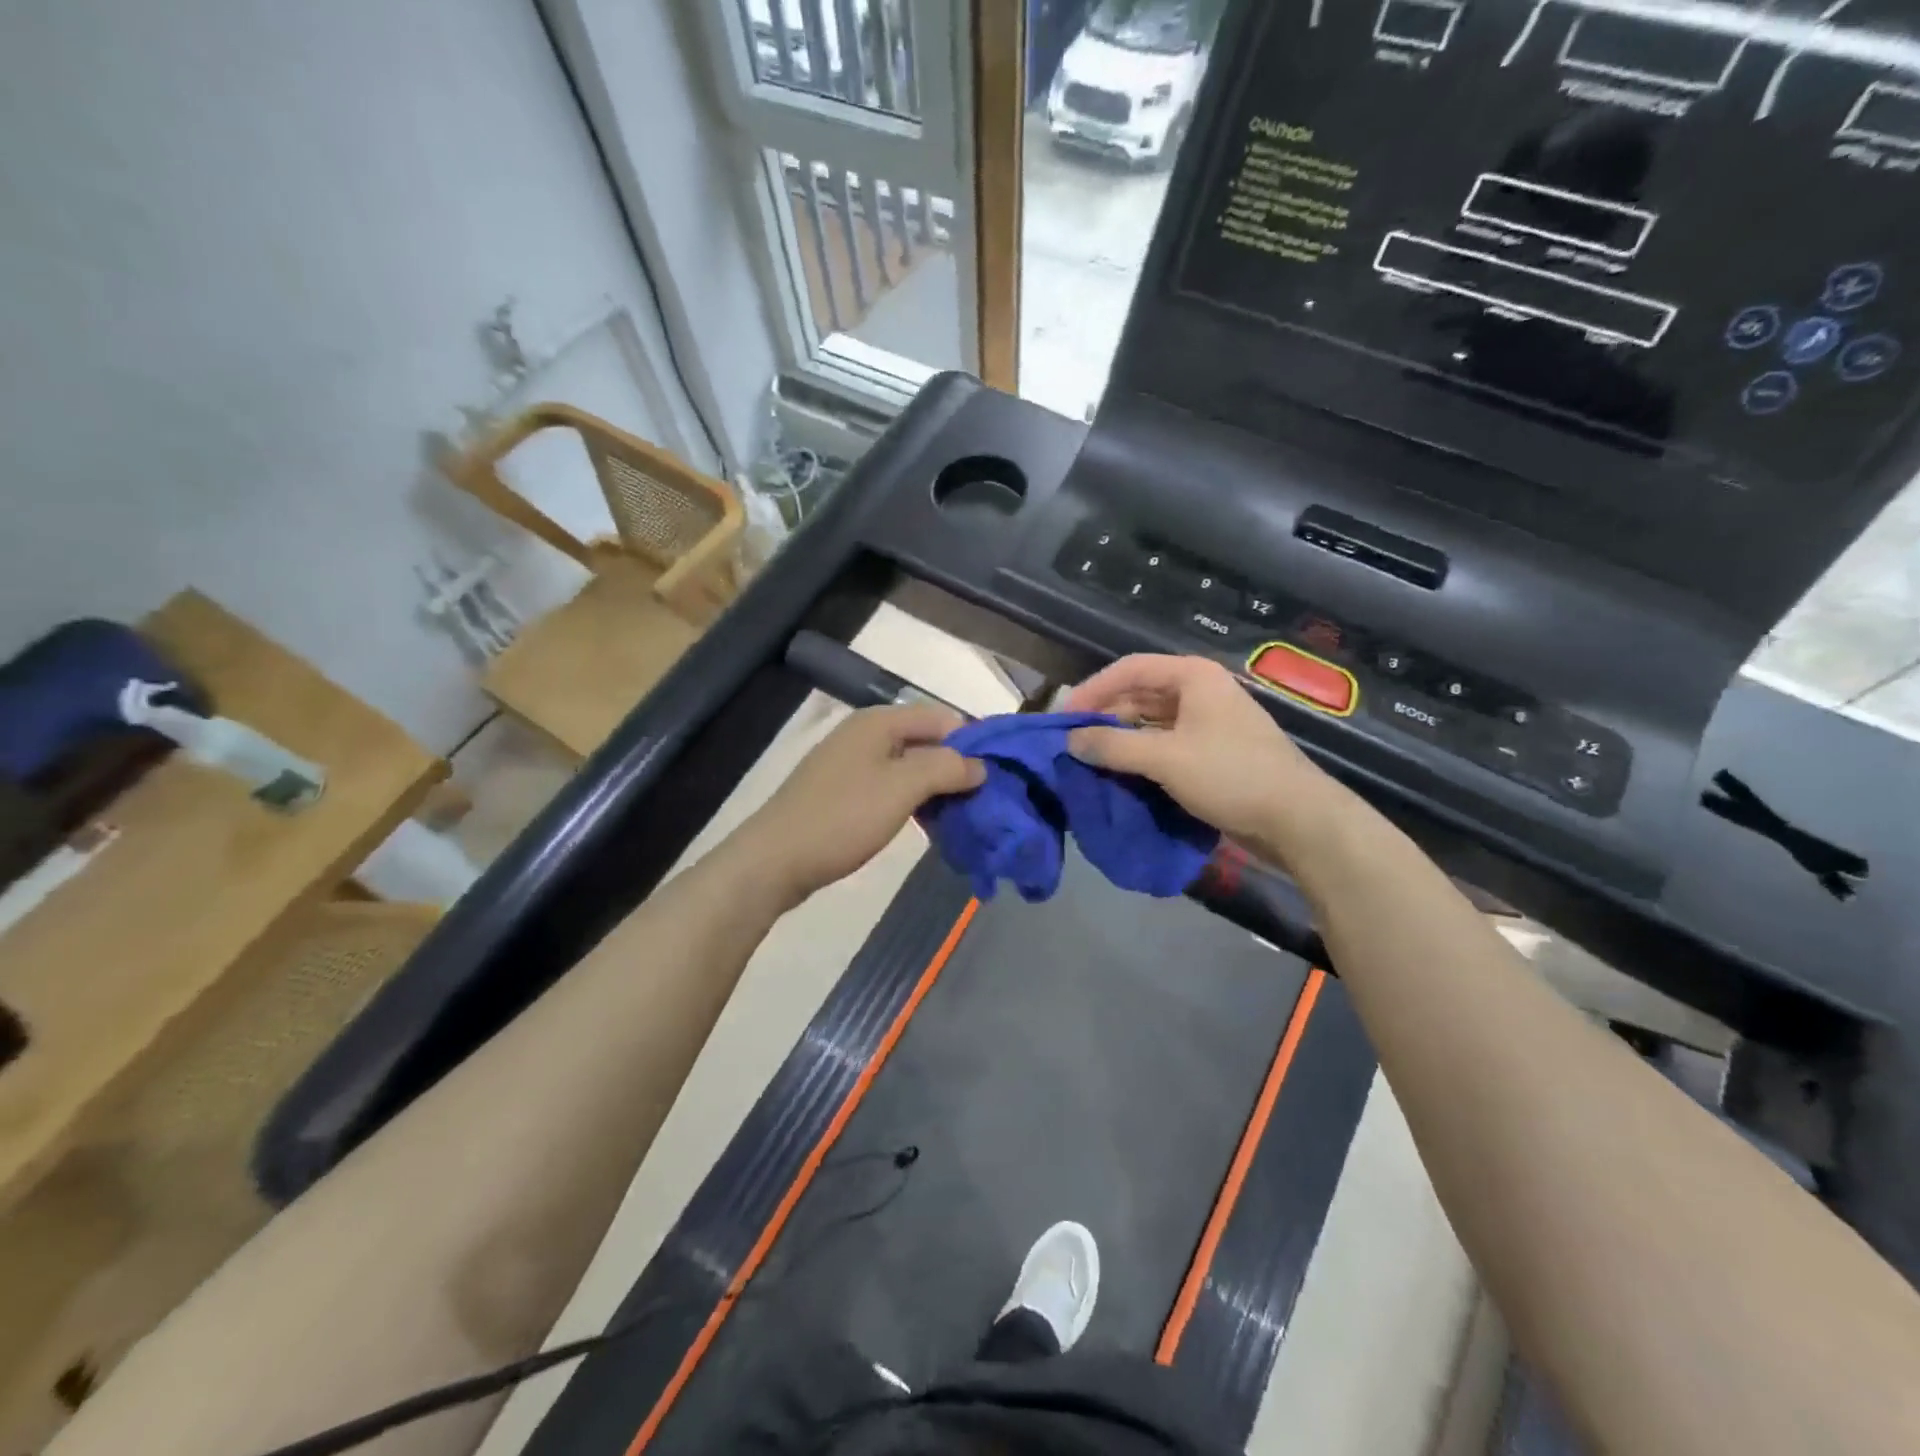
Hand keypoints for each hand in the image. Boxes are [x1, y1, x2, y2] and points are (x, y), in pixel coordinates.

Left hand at [735, 702, 984, 906]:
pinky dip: (912, 800)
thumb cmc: (843, 817)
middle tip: (981, 800)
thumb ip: (946, 768)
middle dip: (955, 767)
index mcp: (879, 722)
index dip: (971, 742)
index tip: (995, 776)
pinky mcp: (842, 792)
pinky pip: (889, 786)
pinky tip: (926, 824)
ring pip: (908, 766)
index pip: (941, 717)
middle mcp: (865, 734)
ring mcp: (850, 763)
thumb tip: (980, 765)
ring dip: (935, 787)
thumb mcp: (903, 788)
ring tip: (960, 815)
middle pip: (925, 740)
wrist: (775, 860)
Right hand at [1062, 654, 1348, 864]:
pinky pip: (1164, 745)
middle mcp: (1199, 692)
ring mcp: (1208, 723)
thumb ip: (1113, 747)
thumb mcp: (1165, 759)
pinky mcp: (1212, 752)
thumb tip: (1070, 741)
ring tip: (1088, 761)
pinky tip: (1119, 775)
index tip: (1063, 718)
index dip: (1092, 690)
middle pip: (1138, 695)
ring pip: (1150, 723)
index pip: (1128, 669)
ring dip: (1120, 739)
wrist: (1297, 819)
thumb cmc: (1231, 775)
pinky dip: (1140, 757)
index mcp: (1192, 677)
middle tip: (1070, 743)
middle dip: (1104, 717)